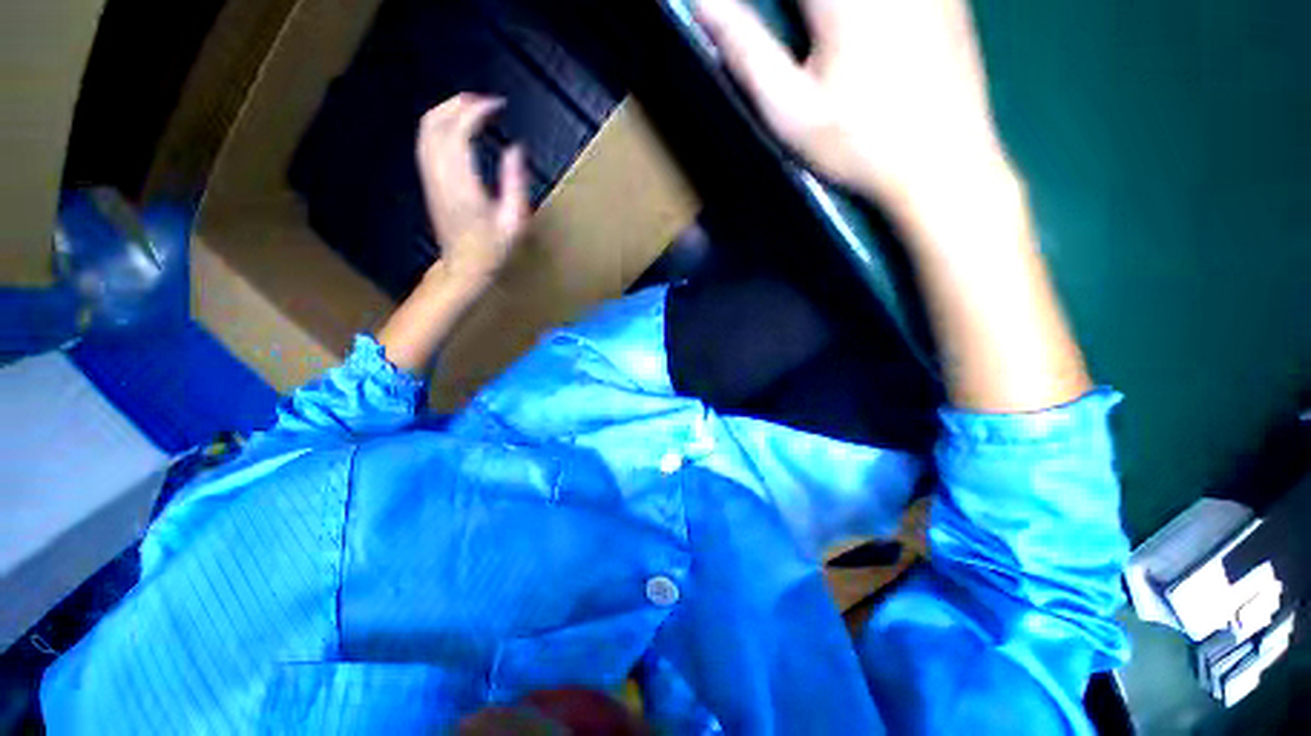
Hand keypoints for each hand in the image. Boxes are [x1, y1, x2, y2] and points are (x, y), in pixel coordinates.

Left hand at [417, 94, 528, 283]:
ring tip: (470, 106)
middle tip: (484, 100)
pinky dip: (438, 125)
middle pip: (436, 124)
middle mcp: (440, 176)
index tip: (497, 106)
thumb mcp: (514, 222)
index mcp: (463, 185)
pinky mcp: (428, 182)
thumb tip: (516, 149)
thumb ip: (515, 184)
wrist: (463, 268)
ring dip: (445, 111)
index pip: (459, 133)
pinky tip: (455, 126)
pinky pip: (425, 142)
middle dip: (457, 103)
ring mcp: (430, 178)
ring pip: (426, 130)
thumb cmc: (493, 249)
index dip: (475, 112)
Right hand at [695, 0, 1008, 208]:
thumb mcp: (790, 110)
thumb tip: (703, 3)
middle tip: (789, 40)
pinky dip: (851, 13)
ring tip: (808, 39)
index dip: (760, 4)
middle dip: (788, 10)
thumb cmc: (858, 145)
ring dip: (815, 14)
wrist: (943, 163)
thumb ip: (746, 51)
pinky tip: (848, 39)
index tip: (739, 19)